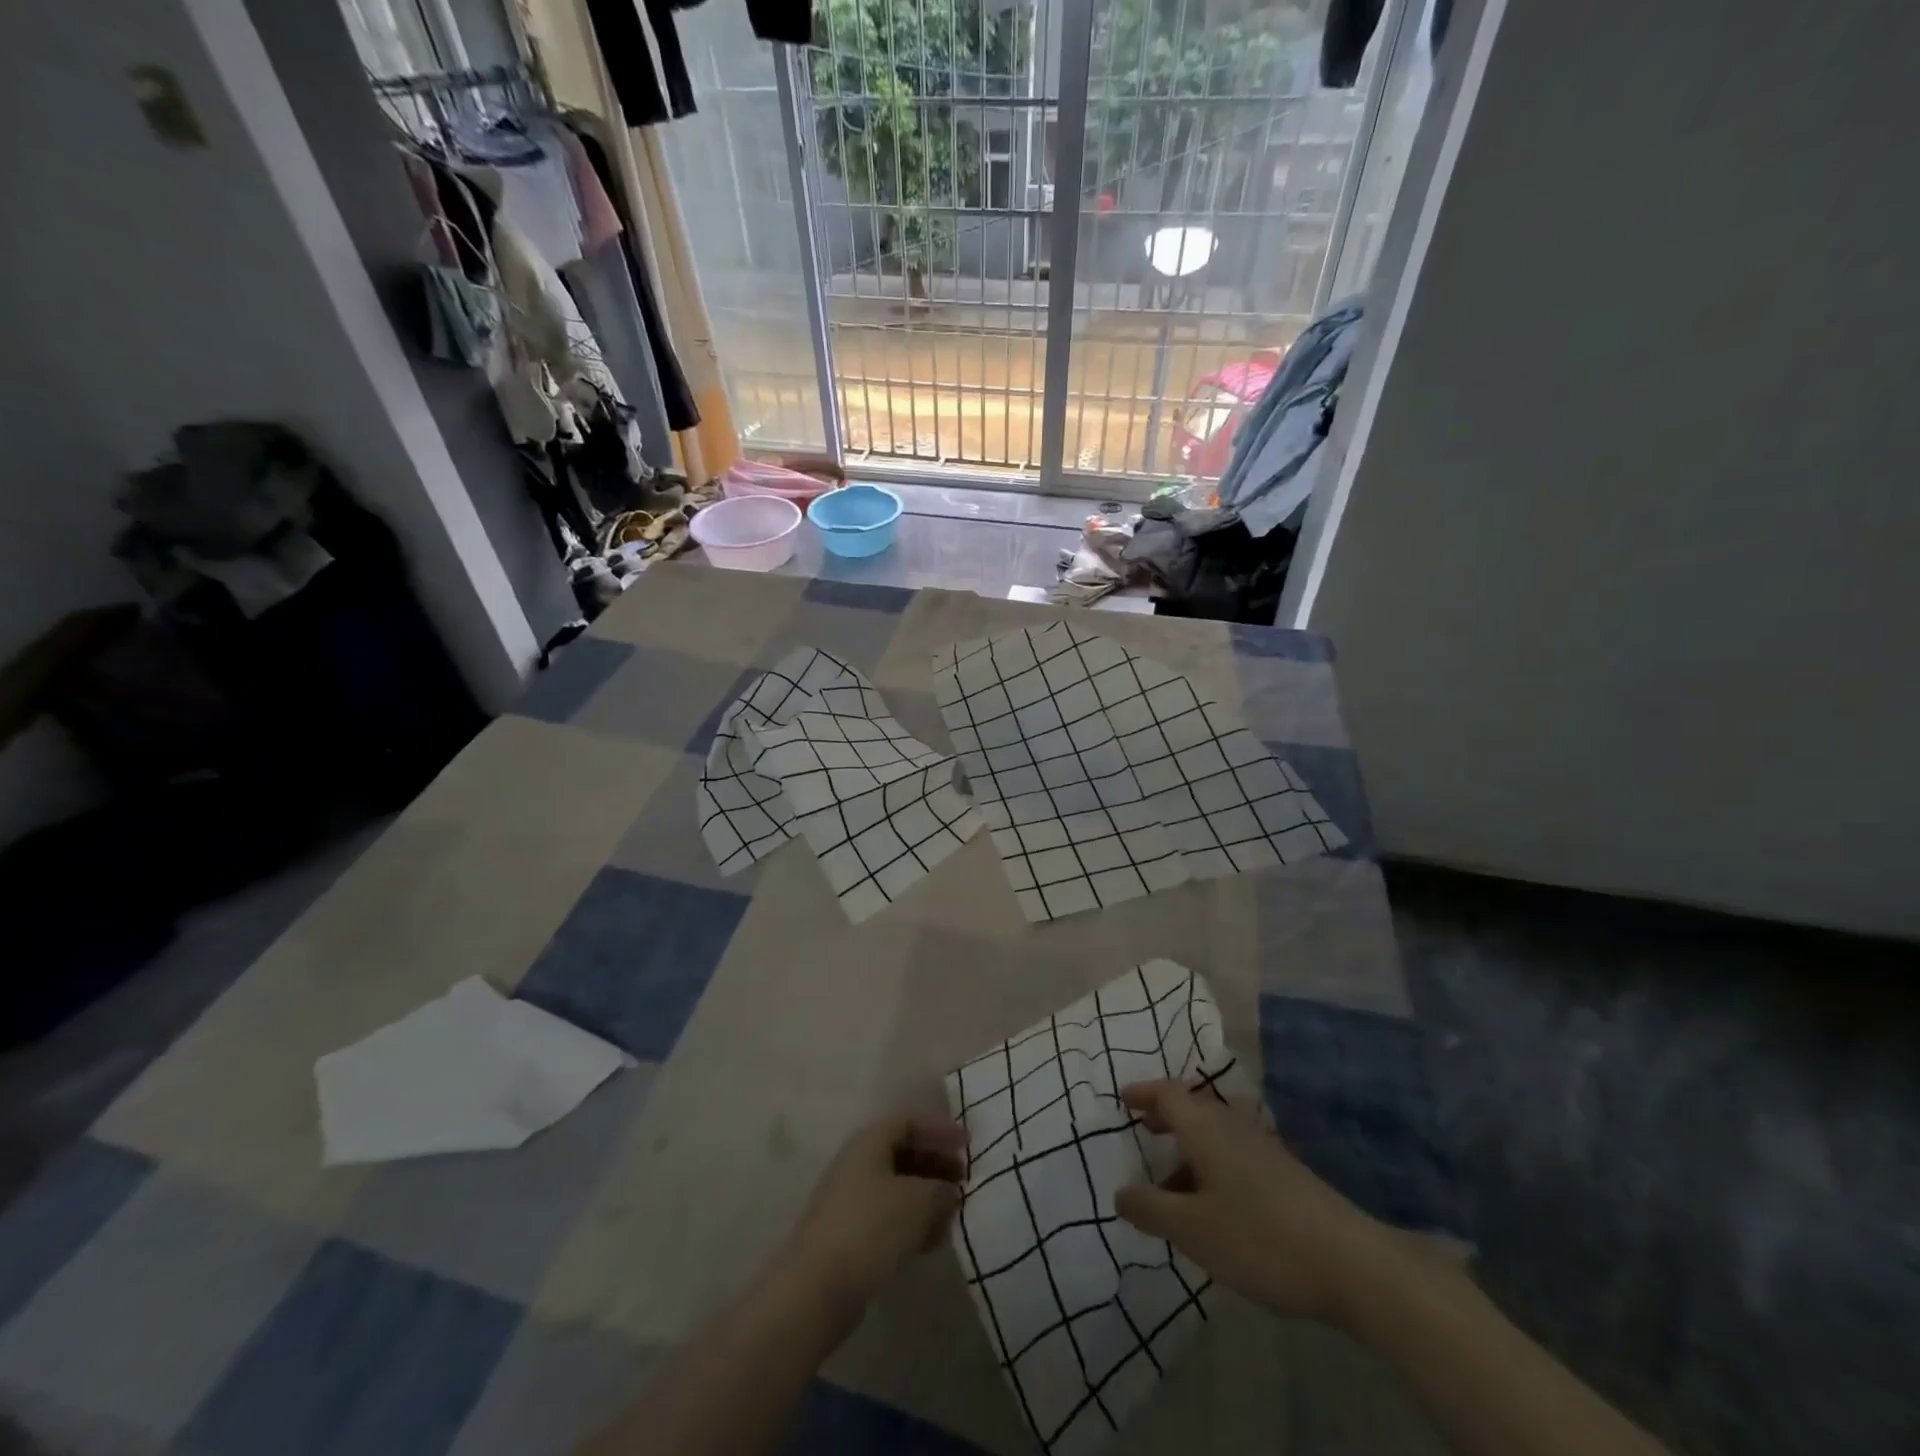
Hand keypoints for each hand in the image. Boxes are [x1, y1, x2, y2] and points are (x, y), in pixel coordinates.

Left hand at [781, 1115, 967, 1314]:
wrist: (815, 1290)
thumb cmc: (871, 1229)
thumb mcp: (919, 1201)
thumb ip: (942, 1190)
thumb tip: (948, 1192)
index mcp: (869, 1142)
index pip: (909, 1122)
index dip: (939, 1130)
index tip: (967, 1145)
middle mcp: (856, 1163)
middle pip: (903, 1153)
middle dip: (935, 1165)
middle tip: (963, 1182)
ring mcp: (849, 1200)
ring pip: (896, 1188)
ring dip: (926, 1197)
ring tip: (951, 1216)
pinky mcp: (847, 1235)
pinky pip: (887, 1216)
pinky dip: (911, 1222)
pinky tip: (929, 1243)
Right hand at [1113, 1080, 1397, 1326]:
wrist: (1351, 1264)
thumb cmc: (1260, 1238)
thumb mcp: (1193, 1230)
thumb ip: (1151, 1209)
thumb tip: (1119, 1192)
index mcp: (1205, 1129)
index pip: (1167, 1094)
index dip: (1142, 1093)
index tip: (1122, 1099)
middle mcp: (1233, 1127)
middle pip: (1192, 1108)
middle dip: (1165, 1116)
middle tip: (1142, 1131)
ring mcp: (1263, 1148)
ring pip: (1215, 1134)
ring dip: (1189, 1146)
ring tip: (1172, 1181)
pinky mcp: (1284, 1173)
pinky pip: (1234, 1154)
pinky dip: (1212, 1165)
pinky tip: (1214, 1204)